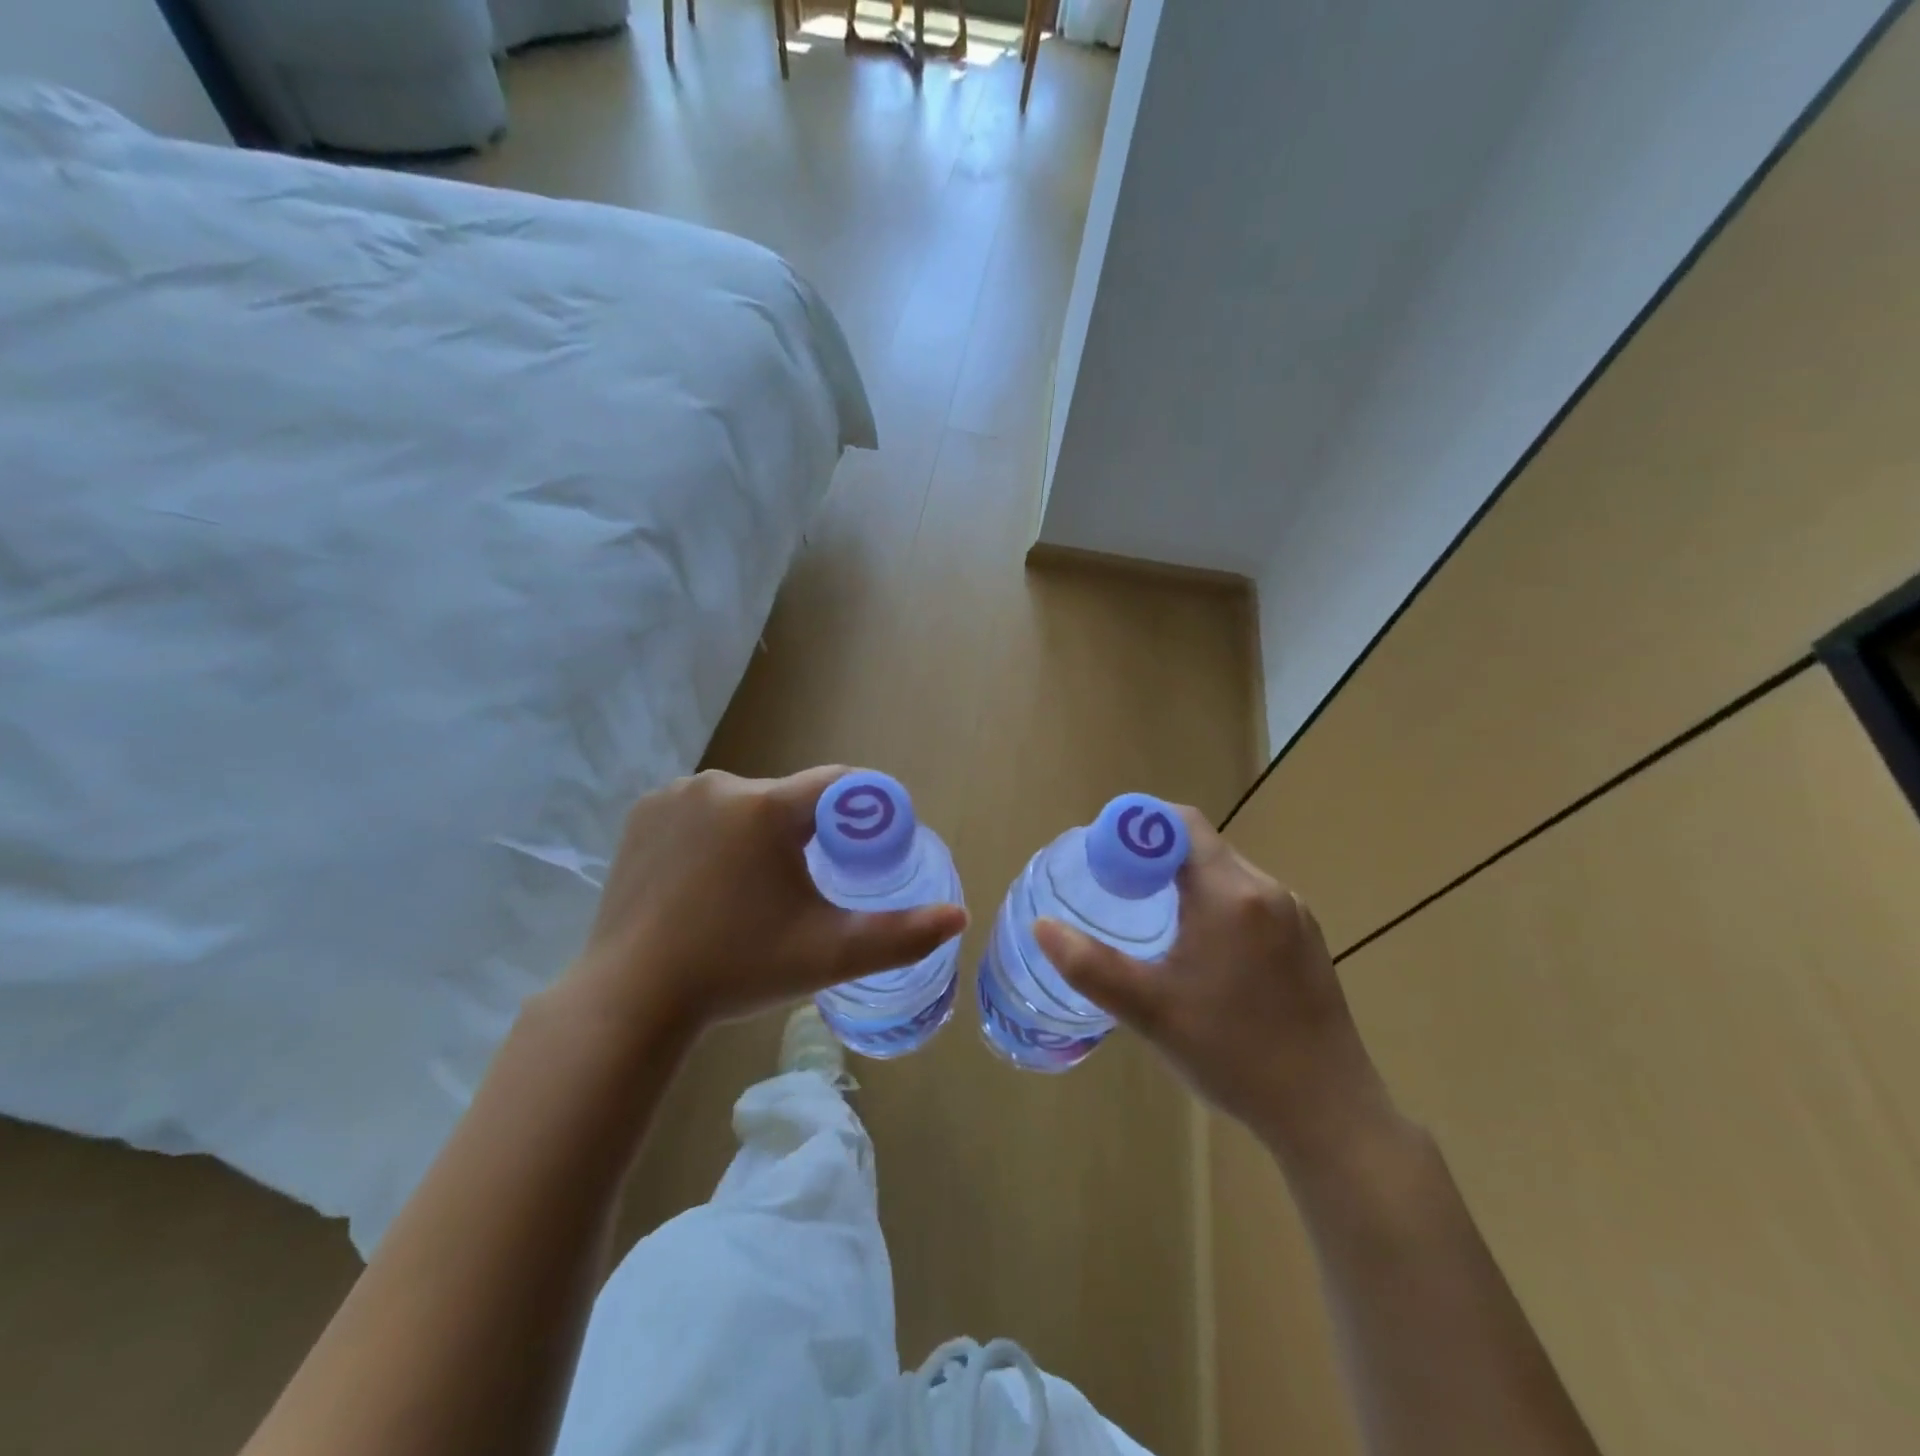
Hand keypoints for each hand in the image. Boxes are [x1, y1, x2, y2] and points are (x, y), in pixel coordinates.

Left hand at [562, 766, 966, 1038]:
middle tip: (804, 887)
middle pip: (788, 799)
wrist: (633, 999)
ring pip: (744, 804)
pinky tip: (705, 877)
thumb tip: (959, 917)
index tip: (868, 846)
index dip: (863, 811)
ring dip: (758, 832)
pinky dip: (714, 832)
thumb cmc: (737, 970)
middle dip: (806, 833)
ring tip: (750, 889)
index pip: (839, 785)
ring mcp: (675, 795)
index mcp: (767, 807)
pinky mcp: (642, 812)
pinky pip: (700, 810)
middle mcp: (721, 785)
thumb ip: (900, 935)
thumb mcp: (829, 954)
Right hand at [1034, 807, 1390, 1160]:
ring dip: (1187, 880)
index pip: (1180, 824)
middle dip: (1155, 856)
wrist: (1328, 1113)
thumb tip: (1042, 926)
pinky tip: (1202, 950)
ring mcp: (1295, 914)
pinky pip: (1251, 899)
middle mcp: (1268, 890)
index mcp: (1231, 894)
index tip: (1104, 856)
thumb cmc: (1234, 1055)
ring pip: (1228, 873)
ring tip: (1154, 919)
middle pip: (1202, 846)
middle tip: (1118, 889)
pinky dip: (1216, 903)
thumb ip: (1090, 966)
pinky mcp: (1308, 939)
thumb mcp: (1151, 1011)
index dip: (1137, 827)